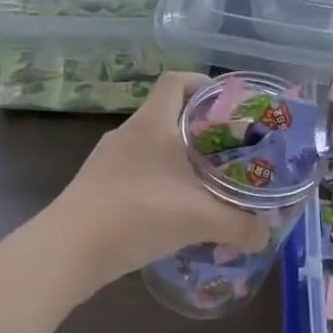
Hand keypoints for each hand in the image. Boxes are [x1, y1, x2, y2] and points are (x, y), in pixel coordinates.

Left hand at [46, 72, 270, 290]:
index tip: (227, 104)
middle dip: (201, 128)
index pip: (175, 80)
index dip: (201, 83)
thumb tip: (266, 235)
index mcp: (152, 123)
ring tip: (206, 183)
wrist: (67, 252)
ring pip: (152, 147)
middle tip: (230, 150)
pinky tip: (175, 211)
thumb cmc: (138, 214)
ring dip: (179, 159)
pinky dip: (159, 182)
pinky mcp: (97, 186)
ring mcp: (107, 160)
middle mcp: (128, 133)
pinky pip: (136, 172)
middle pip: (168, 114)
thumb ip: (241, 225)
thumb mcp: (200, 219)